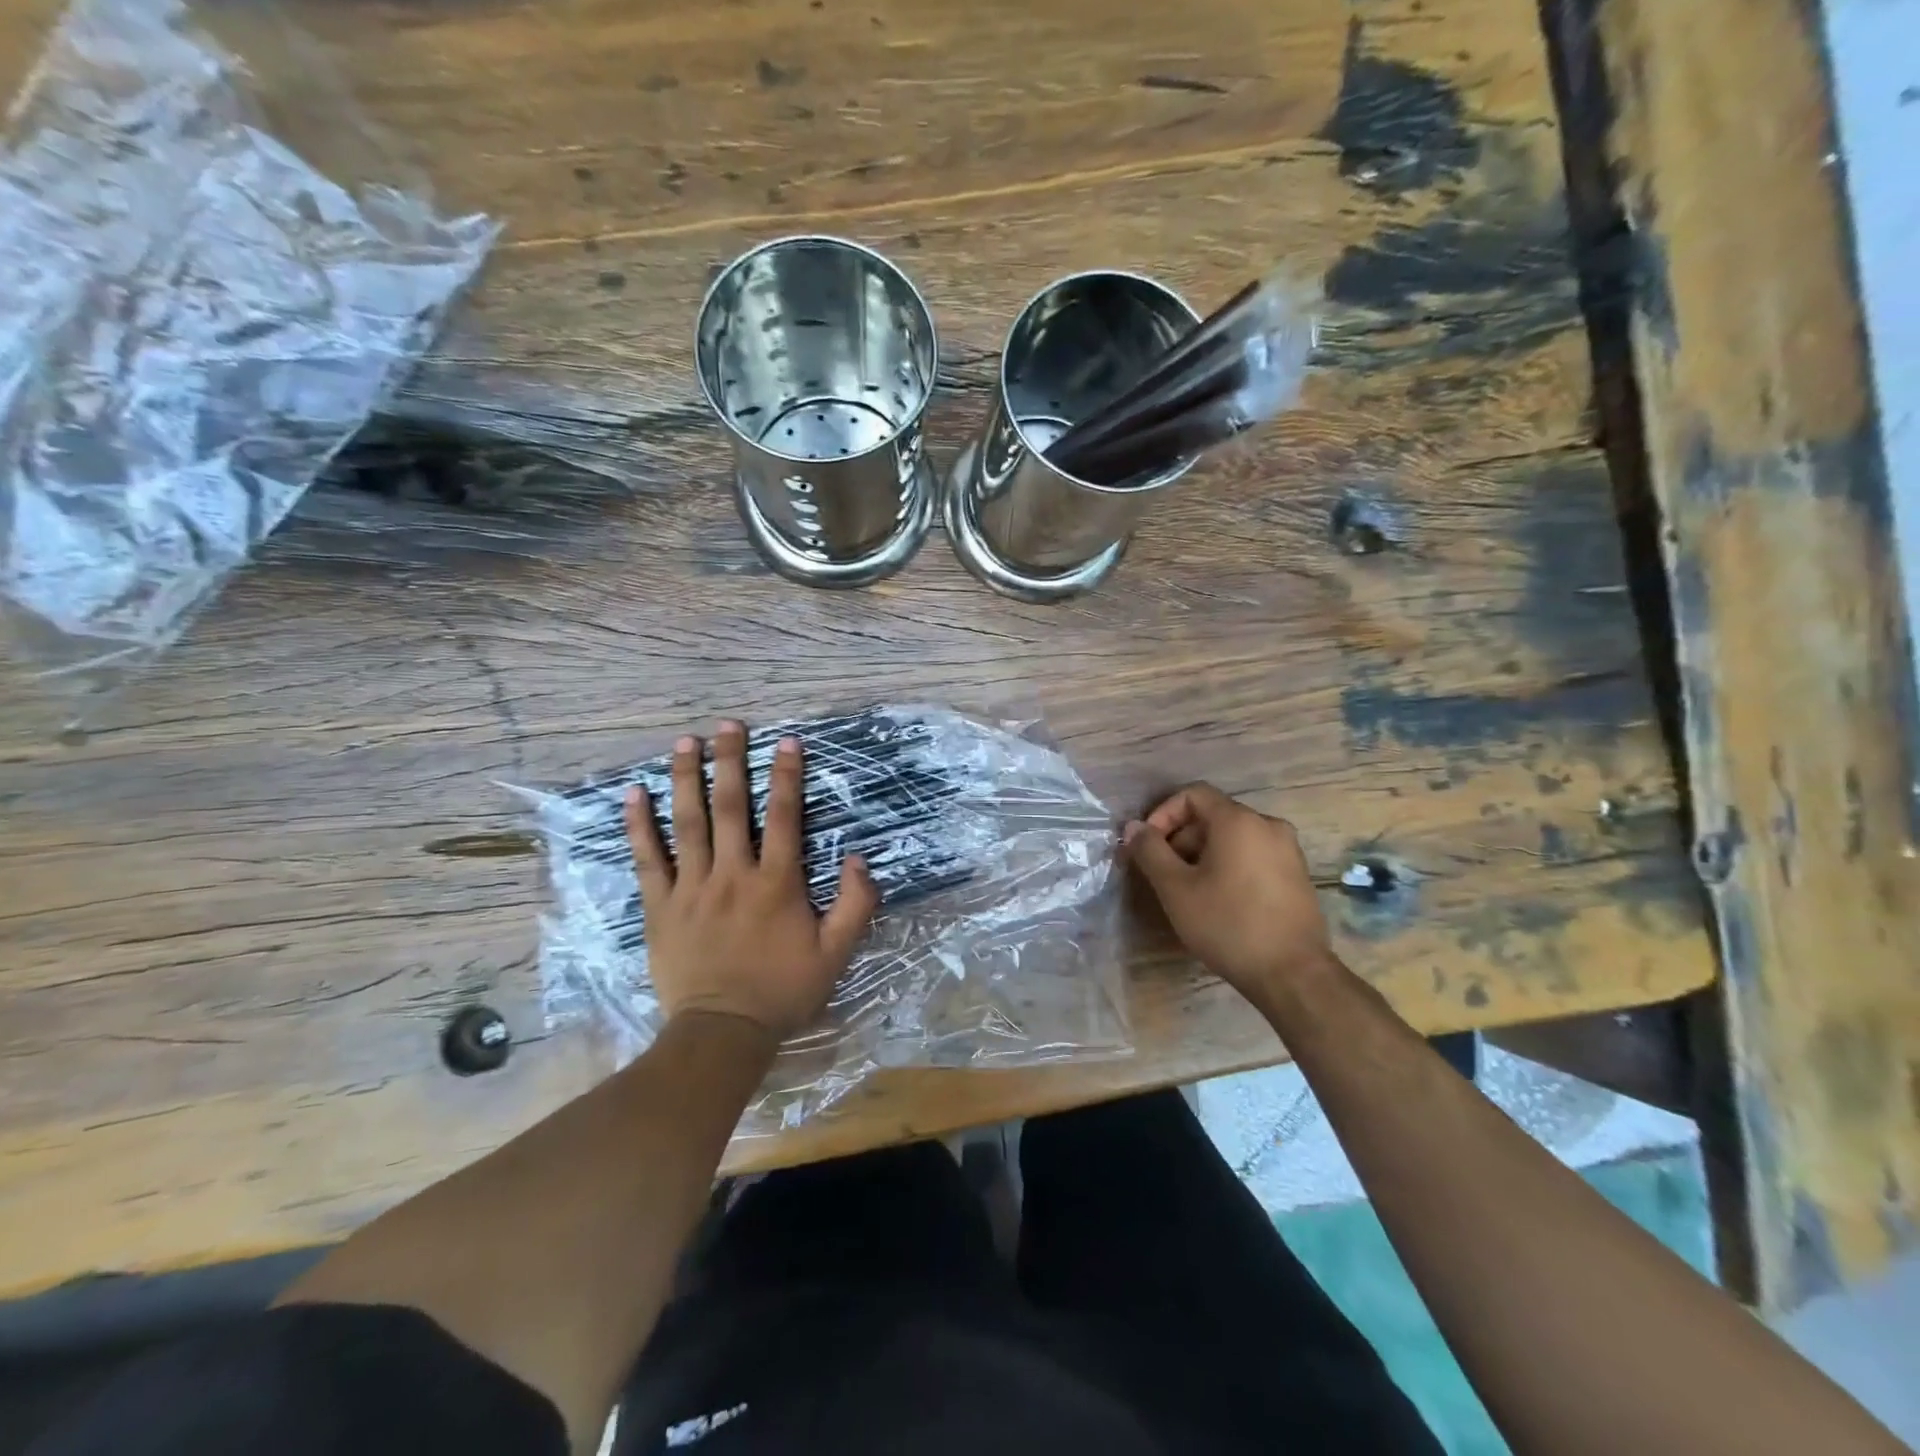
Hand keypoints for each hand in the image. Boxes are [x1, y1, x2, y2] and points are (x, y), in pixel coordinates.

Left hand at [625, 721, 878, 1041]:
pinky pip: (648, 858)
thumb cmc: (782, 991)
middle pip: (731, 807)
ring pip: (688, 822)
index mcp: (777, 883)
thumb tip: (856, 857)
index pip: (785, 817)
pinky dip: (639, 825)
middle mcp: (733, 874)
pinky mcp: (660, 906)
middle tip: (728, 725)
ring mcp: (692, 888)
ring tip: (685, 742)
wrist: (722, 1033)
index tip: (786, 741)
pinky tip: (634, 794)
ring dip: (687, 778)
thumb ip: (854, 904)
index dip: (787, 776)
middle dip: (731, 761)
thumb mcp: (836, 953)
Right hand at [1124, 782, 1333, 1003]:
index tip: (1148, 846)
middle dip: (1181, 838)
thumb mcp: (1176, 888)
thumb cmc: (1228, 924)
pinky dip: (1230, 866)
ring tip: (1188, 890)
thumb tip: (1133, 827)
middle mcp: (1268, 825)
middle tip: (1163, 873)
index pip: (1193, 795)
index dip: (1163, 814)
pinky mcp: (1298, 875)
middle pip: (1213, 816)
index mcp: (1239, 821)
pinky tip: (1220, 901)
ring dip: (1203, 854)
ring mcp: (1288, 851)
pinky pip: (1254, 856)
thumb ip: (1150, 851)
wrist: (1293, 974)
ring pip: (1234, 838)